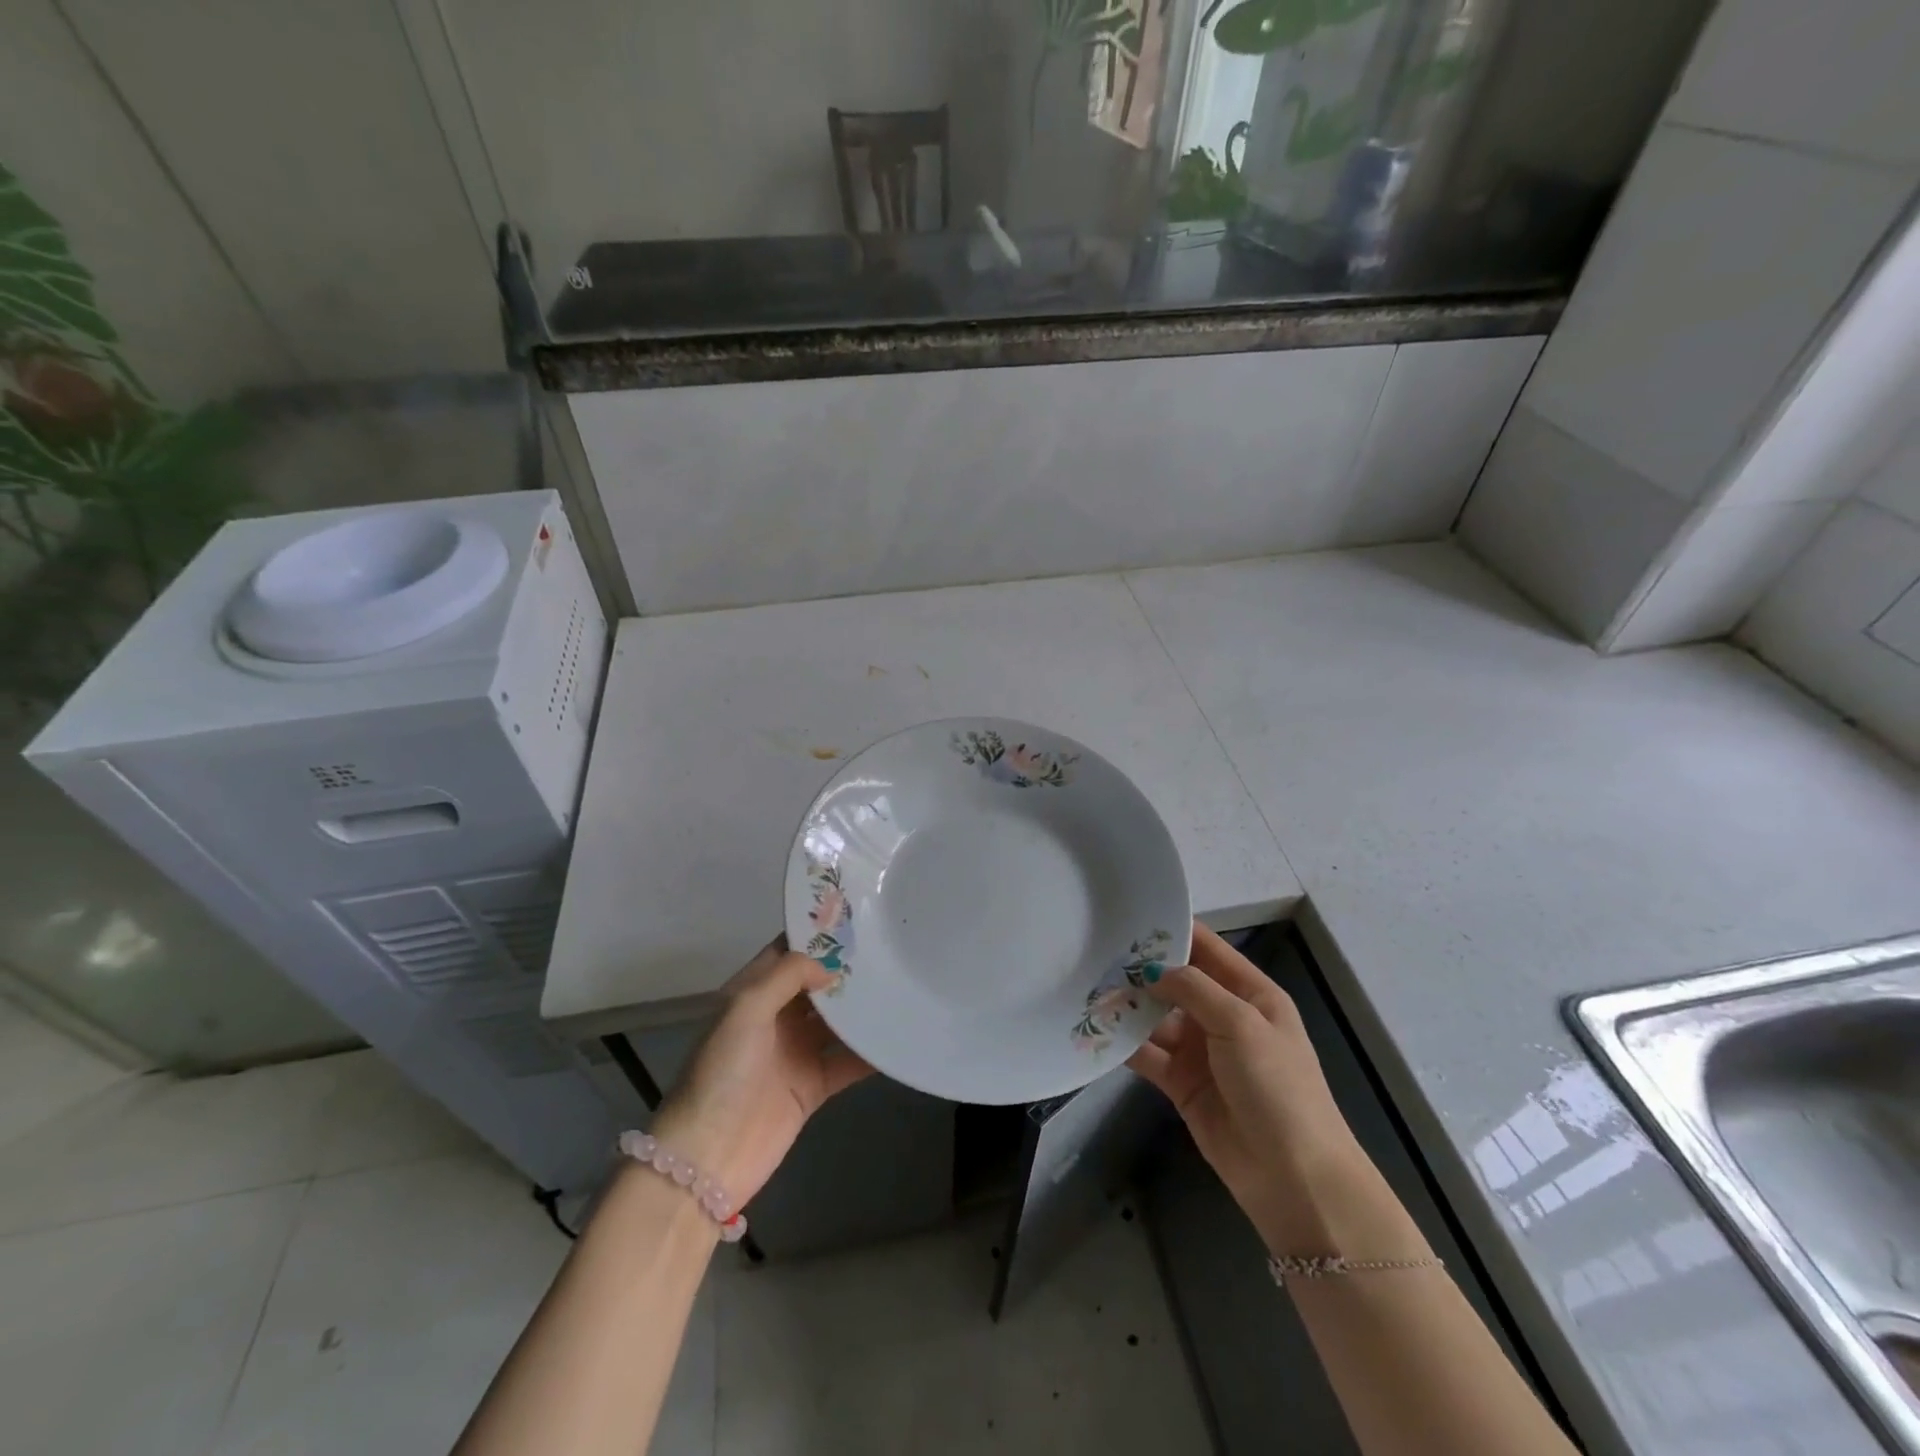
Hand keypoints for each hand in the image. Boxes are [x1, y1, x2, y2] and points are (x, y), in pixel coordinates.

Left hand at [649, 938, 873, 1205]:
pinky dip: (871, 1052)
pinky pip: (847, 1061)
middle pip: (815, 985)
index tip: (854, 918)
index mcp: (751, 994)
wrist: (708, 1156)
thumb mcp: (745, 1009)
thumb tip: (829, 967)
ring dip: (862, 1007)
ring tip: (900, 983)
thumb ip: (787, 977)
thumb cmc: (722, 1072)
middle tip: (888, 947)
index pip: (786, 953)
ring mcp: (795, 1052)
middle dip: (846, 968)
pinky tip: (898, 1037)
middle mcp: (774, 1018)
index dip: (814, 935)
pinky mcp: (812, 1086)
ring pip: (836, 1021)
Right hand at [1127, 923, 1368, 1253]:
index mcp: (1250, 994)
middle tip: (1095, 950)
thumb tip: (1151, 969)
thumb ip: (1193, 989)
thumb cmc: (1277, 1086)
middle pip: (1176, 982)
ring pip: (1156, 1017)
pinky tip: (1095, 1030)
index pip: (1207, 949)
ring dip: (1128, 1006)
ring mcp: (1201, 1051)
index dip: (1174, 930)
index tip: (1131, 914)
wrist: (1293, 1177)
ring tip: (1087, 988)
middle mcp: (1224, 1016)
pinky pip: (1148, 1054)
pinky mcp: (1181, 1083)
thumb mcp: (1241, 1024)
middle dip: (1141, 969)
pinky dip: (1124, 1044)